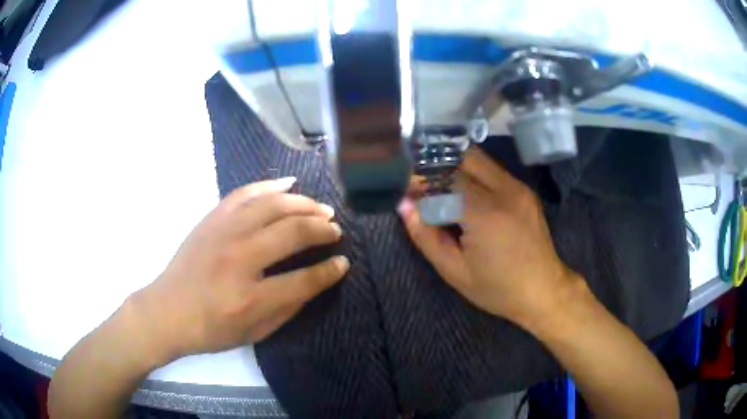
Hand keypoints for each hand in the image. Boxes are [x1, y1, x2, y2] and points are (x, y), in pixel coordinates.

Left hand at [132, 177, 348, 362]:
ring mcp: (223, 233)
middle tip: (335, 230)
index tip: (343, 262)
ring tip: (321, 208)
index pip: (303, 279)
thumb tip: (316, 280)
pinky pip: (245, 194)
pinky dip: (270, 186)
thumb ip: (288, 307)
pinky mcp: (212, 219)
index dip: (329, 271)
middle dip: (321, 229)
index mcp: (250, 298)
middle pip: (291, 232)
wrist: (167, 311)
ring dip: (303, 204)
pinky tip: (289, 184)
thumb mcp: (254, 332)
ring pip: (272, 206)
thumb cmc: (211, 329)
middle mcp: (238, 258)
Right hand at [398, 149, 578, 326]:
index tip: (405, 188)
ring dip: (454, 166)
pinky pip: (492, 170)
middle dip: (437, 163)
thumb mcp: (454, 272)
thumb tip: (404, 205)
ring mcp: (518, 187)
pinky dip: (472, 174)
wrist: (544, 290)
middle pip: (463, 156)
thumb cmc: (497, 288)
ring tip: (439, 186)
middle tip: (421, 181)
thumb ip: (426, 236)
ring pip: (479, 159)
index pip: (444, 177)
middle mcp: (504, 190)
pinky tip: (464, 193)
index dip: (421, 179)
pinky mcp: (524, 190)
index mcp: (484, 213)